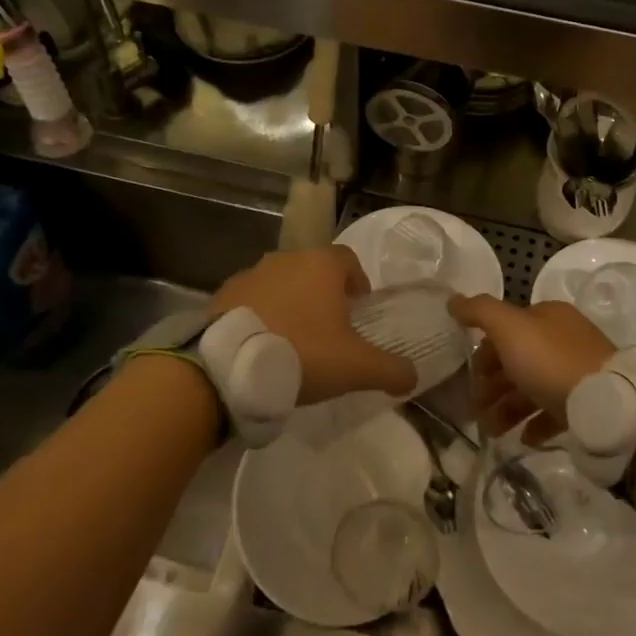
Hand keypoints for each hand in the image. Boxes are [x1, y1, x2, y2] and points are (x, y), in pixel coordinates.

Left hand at [209, 246, 415, 405]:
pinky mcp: (222, 295)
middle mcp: (286, 259)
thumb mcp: (356, 367)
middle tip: (329, 331)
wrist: (227, 367)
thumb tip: (413, 376)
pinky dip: (261, 316)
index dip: (358, 282)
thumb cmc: (302, 353)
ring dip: (291, 304)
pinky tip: (261, 346)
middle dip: (324, 295)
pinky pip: (251, 301)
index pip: (349, 260)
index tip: (359, 310)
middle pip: (314, 271)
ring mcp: (250, 274)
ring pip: (281, 284)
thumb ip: (390, 370)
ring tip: (293, 342)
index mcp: (321, 265)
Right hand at [449, 295, 613, 442]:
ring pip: (533, 388)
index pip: (508, 328)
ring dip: (508, 408)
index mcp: (549, 316)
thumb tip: (453, 299)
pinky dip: (535, 425)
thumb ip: (480, 312)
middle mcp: (565, 340)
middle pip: (519, 360)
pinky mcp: (587, 404)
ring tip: (491, 431)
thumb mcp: (510, 328)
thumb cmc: (551, 361)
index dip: (485, 350)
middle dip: (493, 384)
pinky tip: (523, 438)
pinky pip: (555, 413)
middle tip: (476, 407)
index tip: (470, 375)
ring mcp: (578, 373)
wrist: (606, 406)